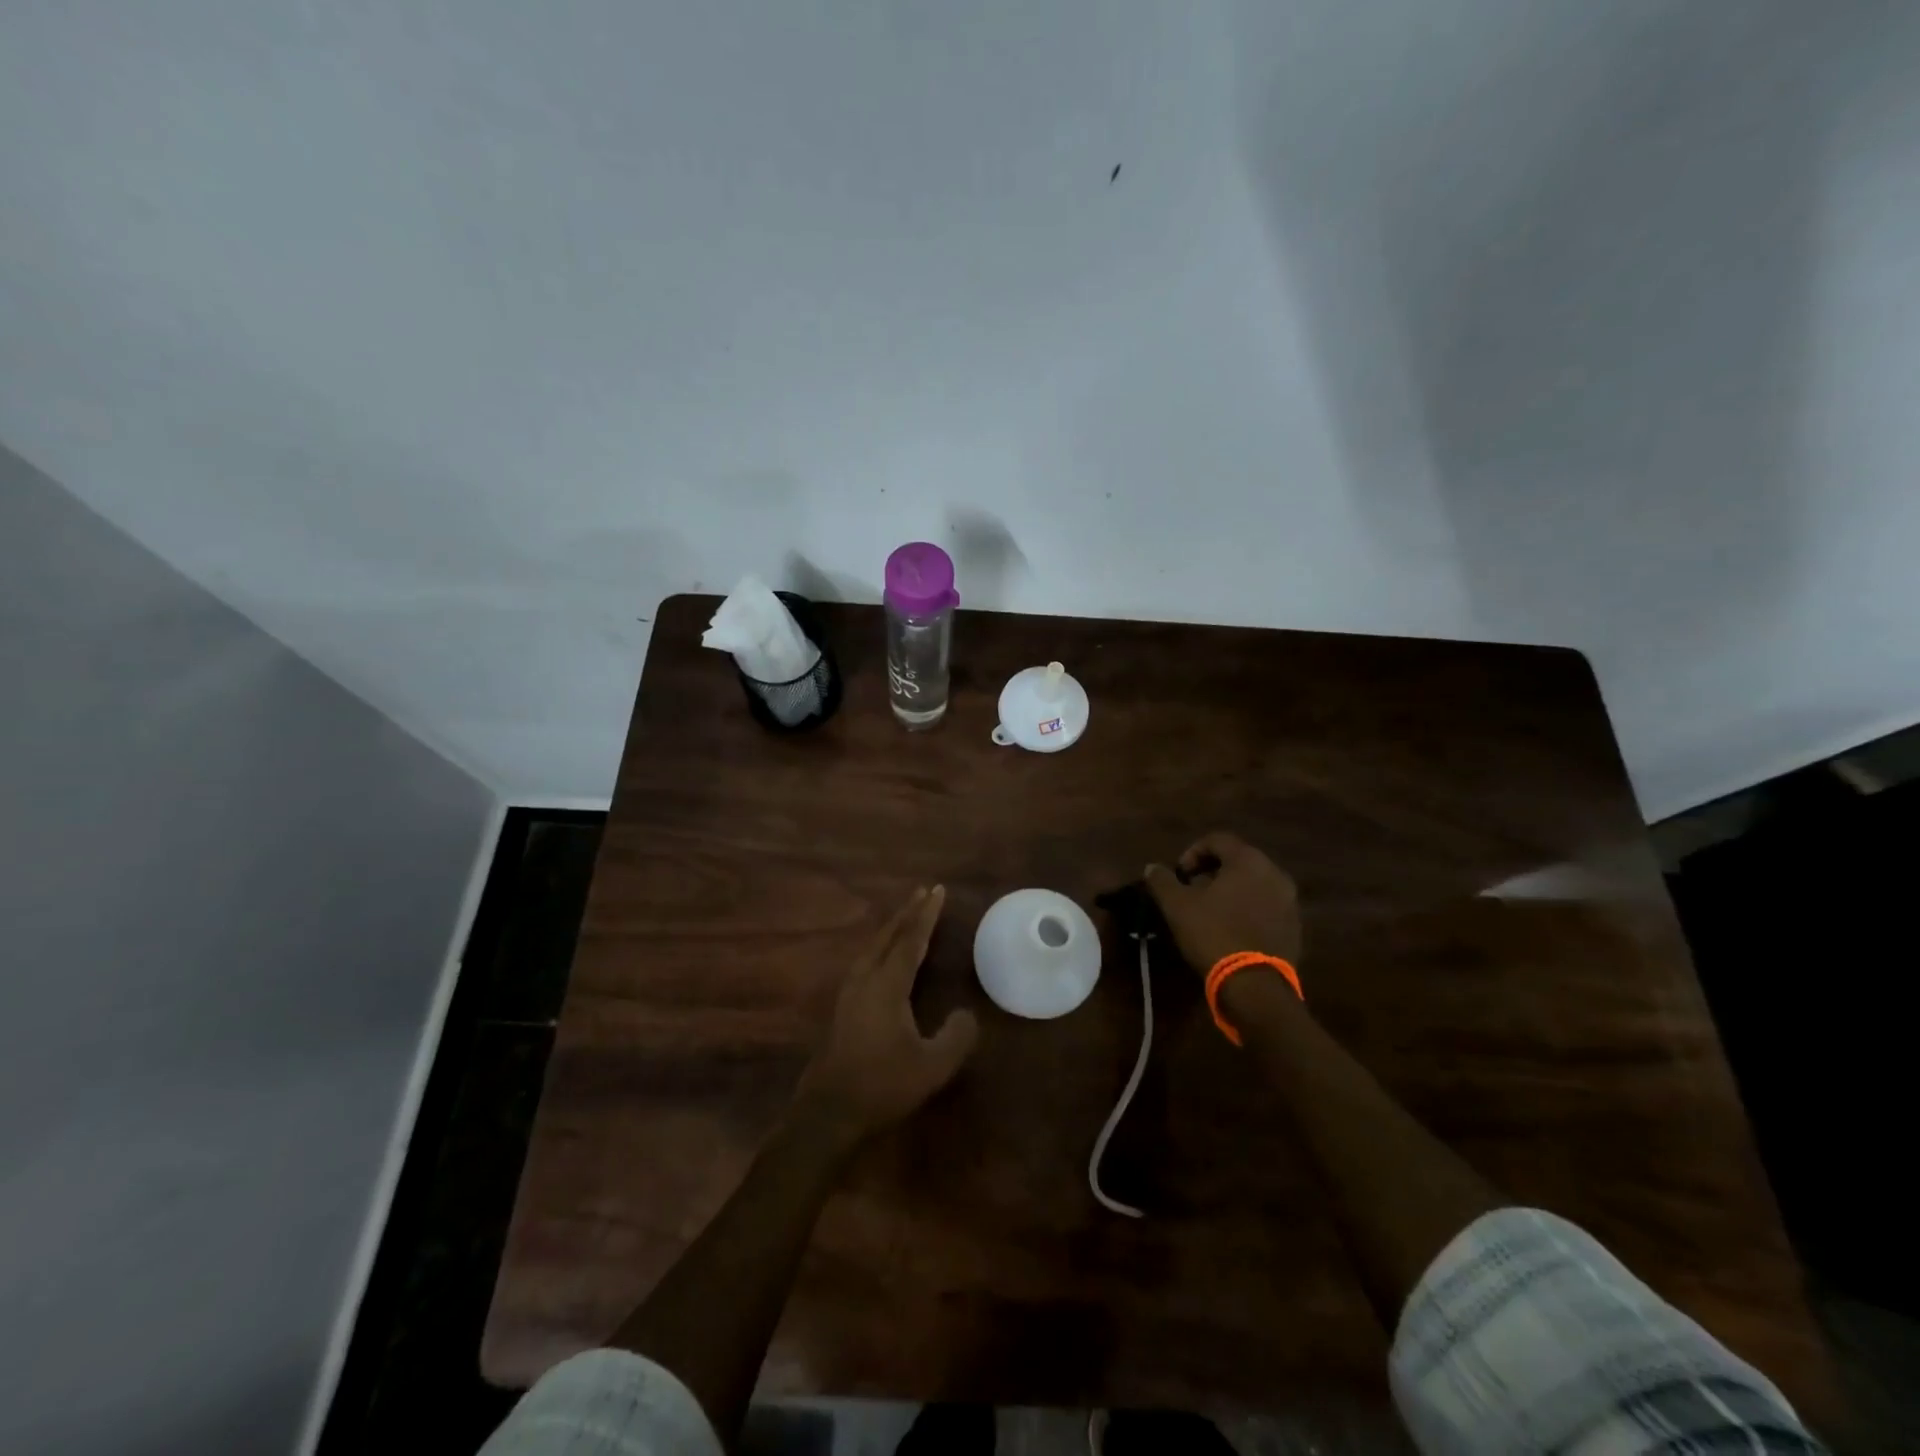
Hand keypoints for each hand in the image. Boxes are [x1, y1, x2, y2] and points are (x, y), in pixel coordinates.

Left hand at [795, 886, 978, 1142]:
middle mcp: (865, 980)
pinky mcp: (842, 1007)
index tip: (938, 890)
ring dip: (892, 928)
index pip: (911, 941)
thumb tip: (967, 1013)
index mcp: (887, 986)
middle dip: (907, 913)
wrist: (828, 1112)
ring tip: (906, 916)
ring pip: (872, 947)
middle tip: (923, 891)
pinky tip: (883, 956)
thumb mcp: (932, 1067)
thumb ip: (955, 1036)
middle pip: (888, 936)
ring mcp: (849, 993)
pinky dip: (881, 946)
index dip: (926, 916)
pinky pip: (865, 961)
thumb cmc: (882, 1086)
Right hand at [1143, 832, 1302, 976]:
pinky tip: (1231, 929)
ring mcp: (1289, 901)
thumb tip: (1152, 868)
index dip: (1193, 852)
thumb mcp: (1177, 905)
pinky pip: (1267, 906)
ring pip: (1255, 883)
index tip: (1179, 875)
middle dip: (1213, 871)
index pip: (1218, 840)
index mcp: (1249, 861)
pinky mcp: (1294, 927)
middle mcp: (1275, 873)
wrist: (1254, 985)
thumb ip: (1163, 880)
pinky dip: (1248, 909)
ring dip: (1231, 890)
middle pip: (1239, 860)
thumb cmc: (1213, 934)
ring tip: (1210, 911)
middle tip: (1193, 890)